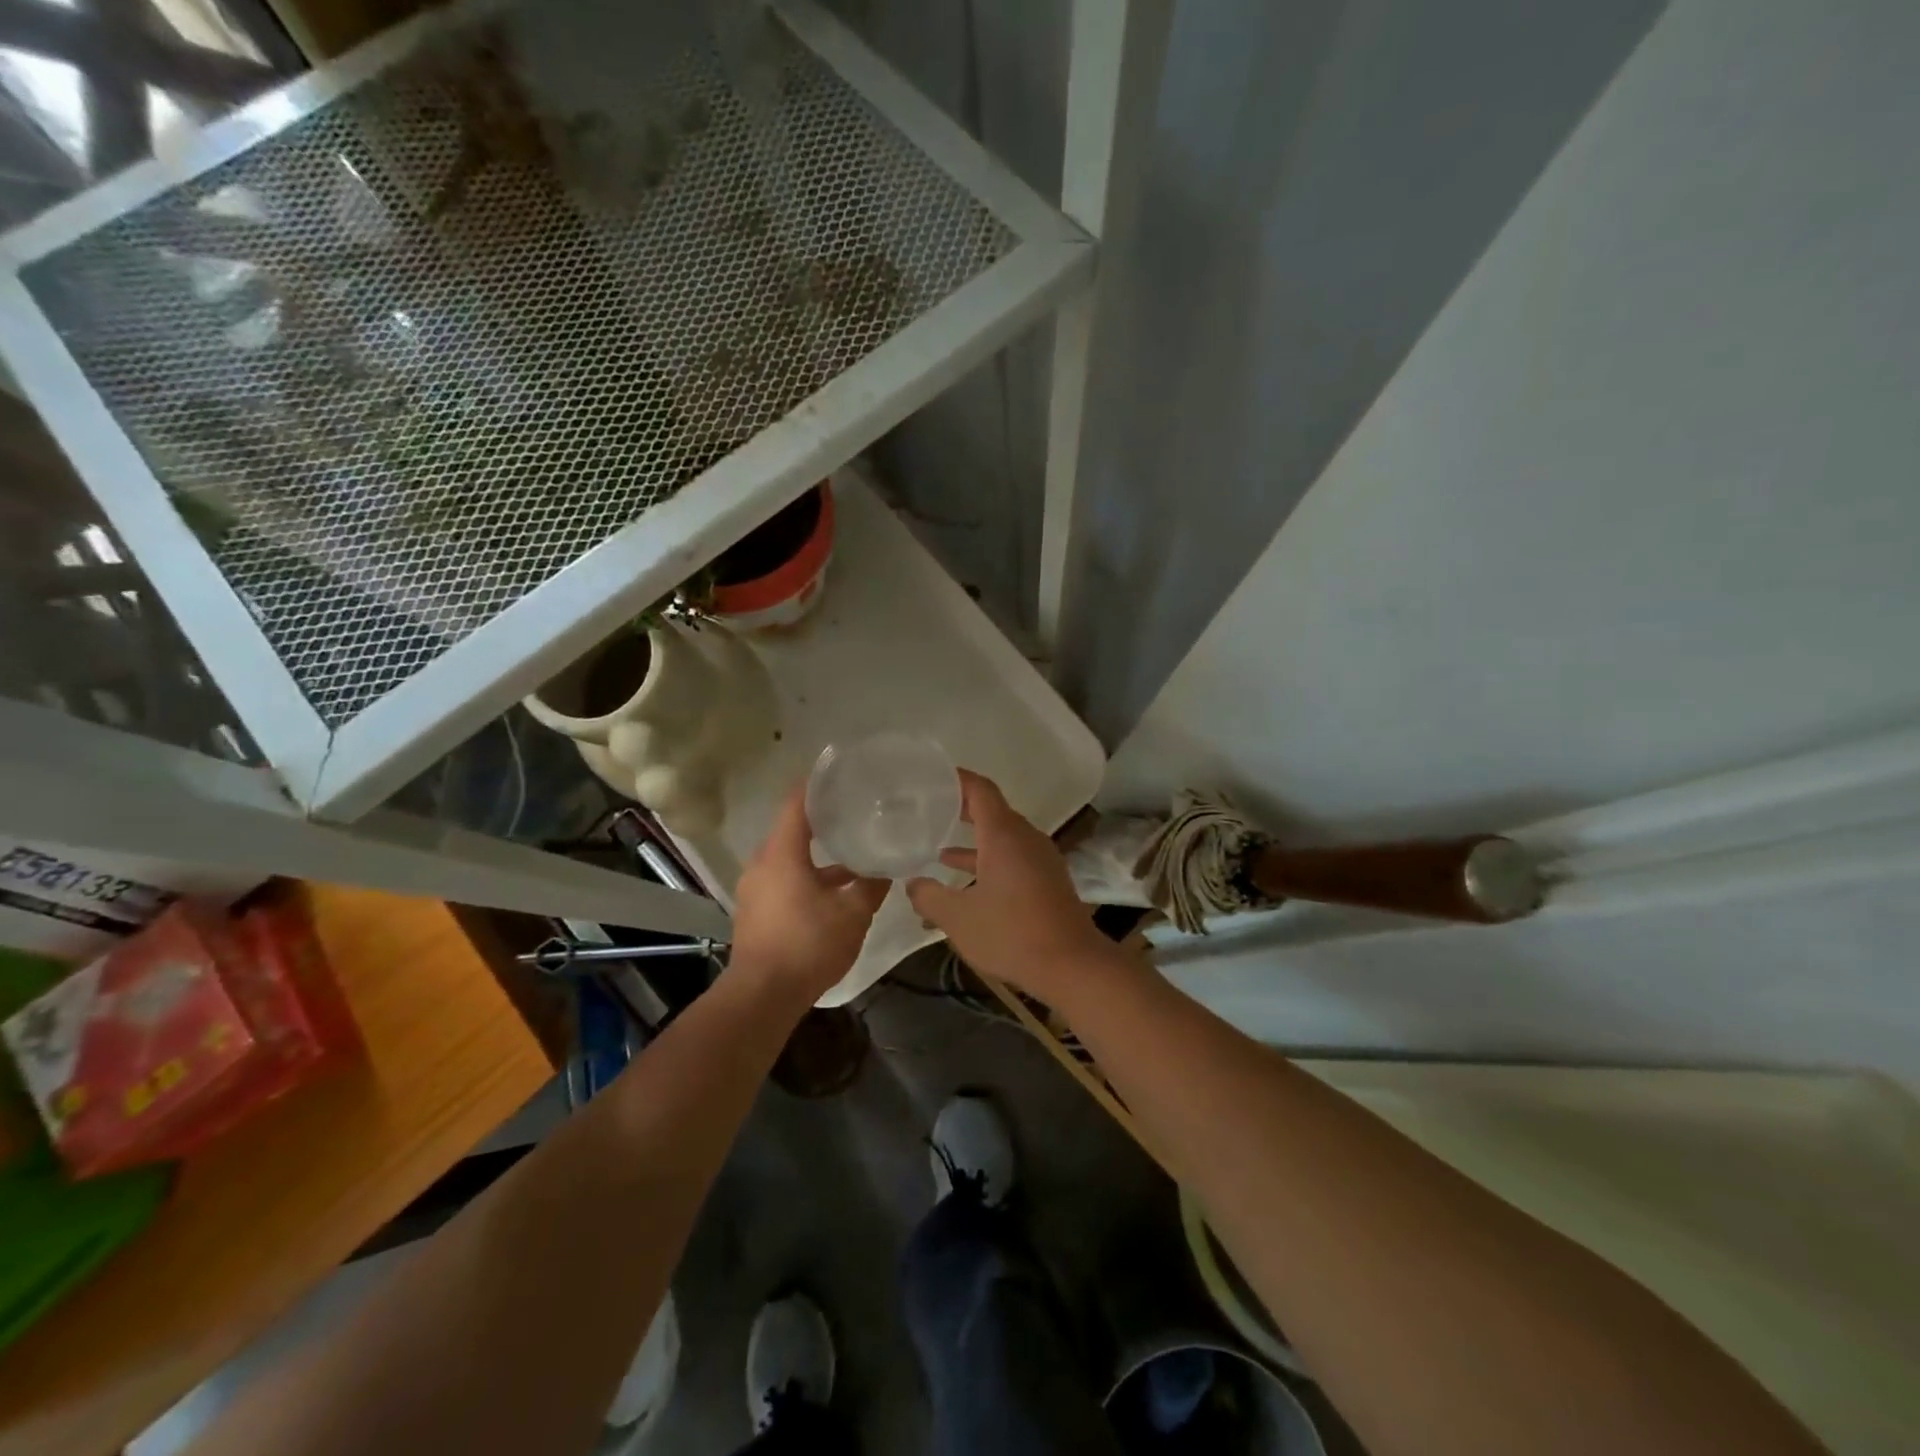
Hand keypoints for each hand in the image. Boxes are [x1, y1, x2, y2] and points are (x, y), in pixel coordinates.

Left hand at [729, 784, 888, 1003]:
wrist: (762, 996)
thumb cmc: (808, 945)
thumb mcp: (852, 914)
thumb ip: (870, 886)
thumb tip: (886, 869)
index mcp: (782, 853)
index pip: (796, 803)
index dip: (815, 784)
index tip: (838, 773)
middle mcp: (763, 863)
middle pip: (792, 829)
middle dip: (822, 820)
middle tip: (853, 811)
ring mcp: (755, 888)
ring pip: (789, 858)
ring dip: (817, 854)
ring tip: (851, 852)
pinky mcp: (755, 910)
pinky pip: (783, 879)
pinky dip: (806, 875)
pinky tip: (834, 891)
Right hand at [906, 771, 1113, 1001]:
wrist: (1072, 965)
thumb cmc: (1011, 934)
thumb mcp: (957, 918)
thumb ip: (929, 897)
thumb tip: (912, 884)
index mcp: (1004, 835)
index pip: (980, 790)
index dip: (957, 779)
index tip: (933, 777)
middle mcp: (1025, 839)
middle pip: (992, 812)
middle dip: (961, 810)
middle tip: (930, 810)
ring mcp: (1040, 859)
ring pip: (1002, 839)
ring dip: (973, 844)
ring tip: (938, 851)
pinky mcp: (1048, 880)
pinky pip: (1013, 859)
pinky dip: (989, 863)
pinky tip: (968, 885)